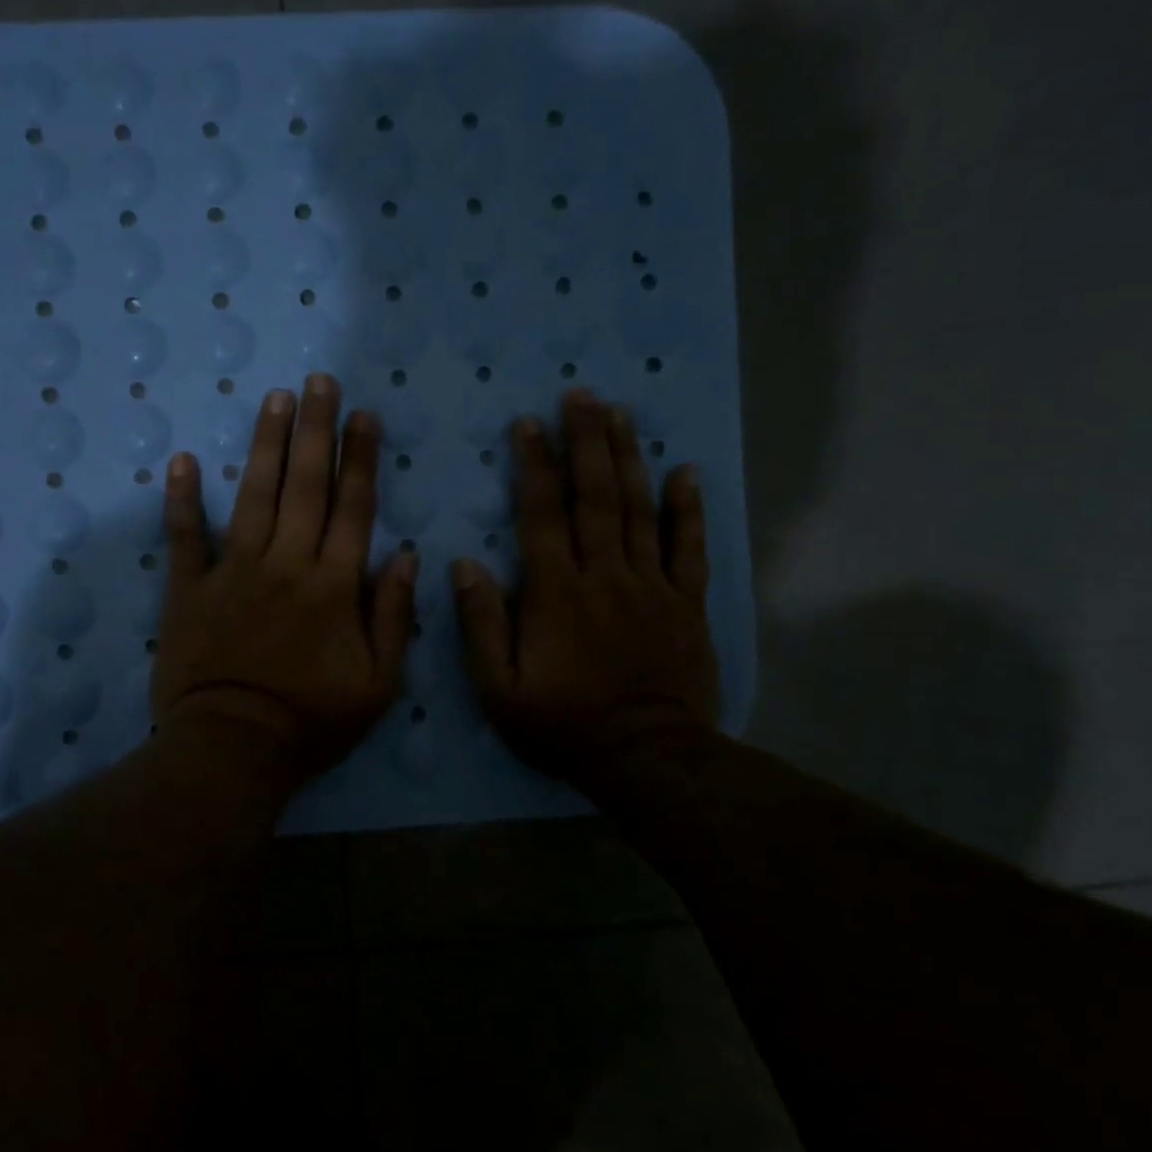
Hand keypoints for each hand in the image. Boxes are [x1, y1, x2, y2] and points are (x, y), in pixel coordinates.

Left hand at [154, 373, 418, 782]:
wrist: (233, 748)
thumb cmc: (312, 722)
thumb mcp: (379, 685)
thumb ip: (395, 617)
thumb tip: (409, 557)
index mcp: (334, 586)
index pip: (353, 508)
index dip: (361, 458)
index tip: (365, 415)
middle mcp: (286, 564)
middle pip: (305, 486)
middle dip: (316, 429)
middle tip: (320, 382)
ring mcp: (233, 572)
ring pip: (255, 496)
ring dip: (266, 444)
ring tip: (275, 398)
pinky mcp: (189, 589)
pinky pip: (185, 537)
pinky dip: (182, 499)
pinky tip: (182, 460)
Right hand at [452, 390, 720, 787]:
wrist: (645, 756)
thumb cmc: (562, 722)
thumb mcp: (499, 687)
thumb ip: (481, 624)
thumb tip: (463, 565)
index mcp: (556, 592)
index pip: (542, 515)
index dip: (535, 466)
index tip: (528, 424)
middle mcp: (604, 575)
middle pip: (595, 497)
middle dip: (585, 442)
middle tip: (581, 395)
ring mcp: (651, 585)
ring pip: (638, 509)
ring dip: (627, 458)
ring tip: (619, 413)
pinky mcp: (686, 603)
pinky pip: (688, 547)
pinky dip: (687, 508)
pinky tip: (685, 471)